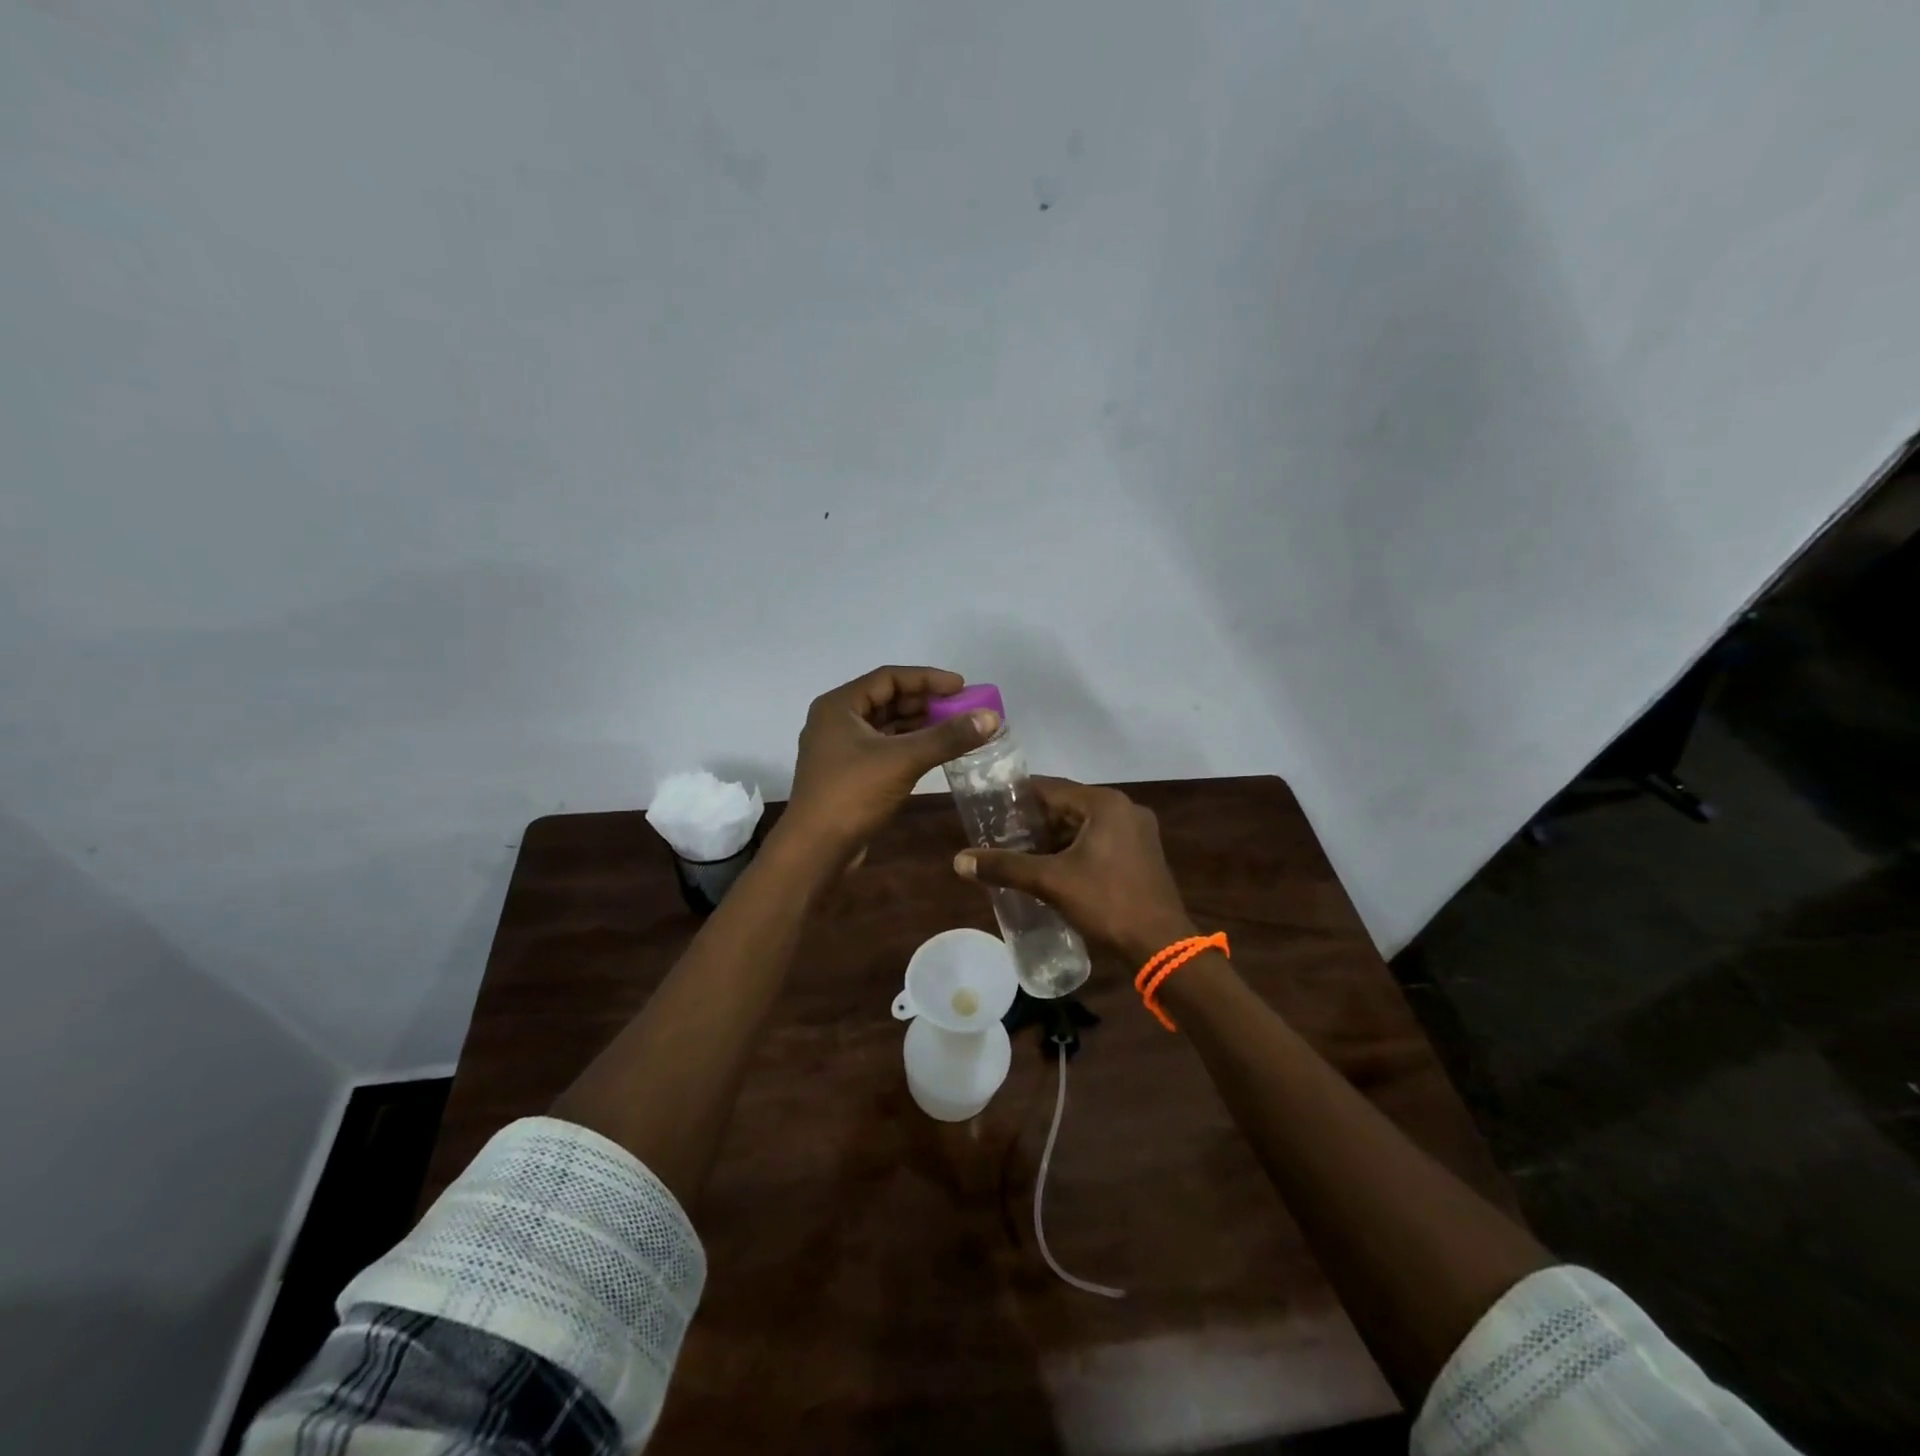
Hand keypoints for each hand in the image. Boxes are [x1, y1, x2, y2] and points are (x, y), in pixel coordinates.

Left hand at [782, 665, 999, 859]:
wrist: (815, 849)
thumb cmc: (853, 793)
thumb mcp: (903, 760)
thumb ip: (947, 737)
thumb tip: (991, 717)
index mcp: (839, 705)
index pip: (889, 677)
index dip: (927, 678)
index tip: (961, 687)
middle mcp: (836, 720)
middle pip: (888, 700)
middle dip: (926, 702)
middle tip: (962, 709)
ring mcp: (840, 749)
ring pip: (886, 726)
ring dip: (919, 725)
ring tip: (955, 729)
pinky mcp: (848, 773)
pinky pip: (884, 748)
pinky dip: (909, 746)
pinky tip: (934, 752)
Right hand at [953, 777, 1195, 964]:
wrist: (1161, 946)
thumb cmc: (1107, 903)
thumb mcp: (1050, 882)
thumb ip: (1005, 867)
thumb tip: (959, 861)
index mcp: (1105, 804)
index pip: (1050, 788)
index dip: (1017, 798)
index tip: (989, 808)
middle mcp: (1124, 809)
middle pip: (1067, 807)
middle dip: (1034, 822)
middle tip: (999, 835)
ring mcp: (1137, 832)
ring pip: (1083, 826)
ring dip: (1053, 839)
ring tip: (1018, 853)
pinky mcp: (1141, 855)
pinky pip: (1099, 842)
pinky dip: (1074, 850)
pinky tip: (1051, 869)